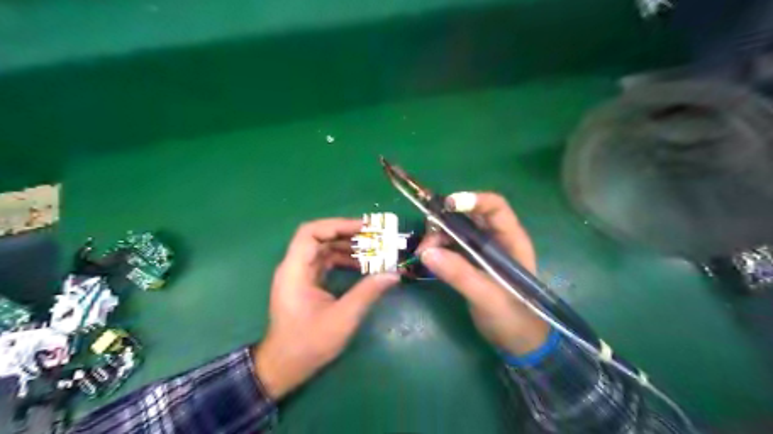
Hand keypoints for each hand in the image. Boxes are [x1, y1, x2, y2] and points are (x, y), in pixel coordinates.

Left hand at [255, 221, 398, 400]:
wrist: (284, 367)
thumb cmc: (308, 344)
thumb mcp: (342, 318)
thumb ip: (367, 292)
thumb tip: (393, 273)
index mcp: (295, 270)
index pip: (311, 233)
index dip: (337, 225)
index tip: (364, 228)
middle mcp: (295, 267)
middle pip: (320, 238)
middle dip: (348, 235)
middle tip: (375, 237)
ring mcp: (300, 274)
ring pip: (324, 249)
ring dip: (348, 247)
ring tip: (374, 250)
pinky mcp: (306, 283)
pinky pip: (326, 262)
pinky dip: (344, 260)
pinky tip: (362, 265)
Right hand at [421, 191, 548, 354]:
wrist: (519, 342)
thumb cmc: (514, 318)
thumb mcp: (488, 297)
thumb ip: (460, 274)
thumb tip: (426, 252)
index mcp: (511, 240)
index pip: (494, 207)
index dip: (472, 200)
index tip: (446, 205)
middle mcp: (496, 240)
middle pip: (469, 216)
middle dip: (446, 220)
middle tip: (427, 236)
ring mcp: (482, 251)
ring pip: (457, 231)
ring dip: (438, 236)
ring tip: (423, 253)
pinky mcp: (470, 263)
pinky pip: (451, 247)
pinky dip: (437, 249)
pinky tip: (426, 258)